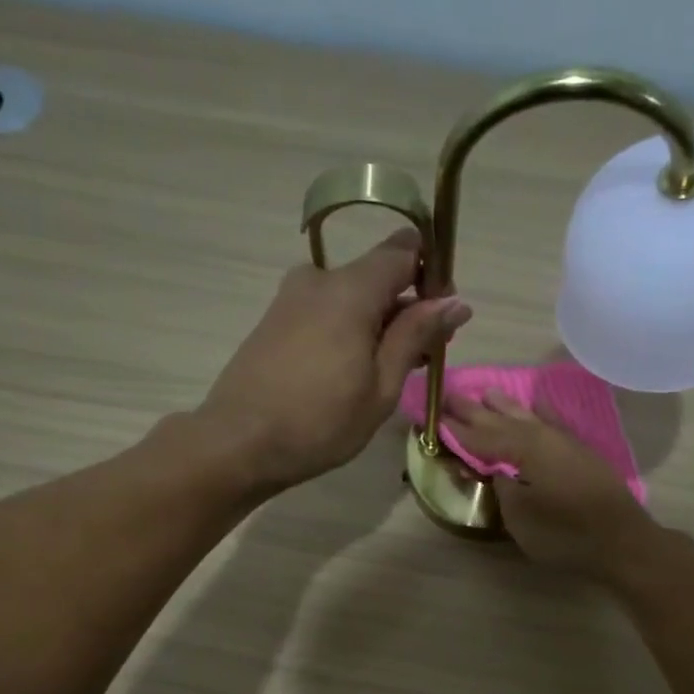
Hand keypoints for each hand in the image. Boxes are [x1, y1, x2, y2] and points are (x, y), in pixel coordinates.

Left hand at [197, 228, 471, 488]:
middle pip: (377, 275)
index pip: (403, 250)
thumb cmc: (320, 422)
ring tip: (388, 373)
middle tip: (423, 356)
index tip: (445, 316)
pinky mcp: (275, 320)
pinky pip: (326, 311)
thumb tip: (455, 301)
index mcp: (350, 288)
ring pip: (351, 296)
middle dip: (407, 306)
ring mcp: (291, 298)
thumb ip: (416, 336)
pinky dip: (349, 331)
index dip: (432, 274)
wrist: (239, 443)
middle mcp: (318, 279)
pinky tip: (352, 372)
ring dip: (378, 323)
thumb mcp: (380, 386)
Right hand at [444, 390, 655, 577]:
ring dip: (505, 406)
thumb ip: (502, 488)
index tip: (434, 417)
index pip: (481, 437)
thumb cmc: (565, 533)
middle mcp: (543, 437)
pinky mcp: (581, 454)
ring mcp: (566, 443)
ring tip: (486, 392)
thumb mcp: (520, 517)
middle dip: (475, 410)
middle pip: (502, 420)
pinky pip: (553, 424)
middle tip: (450, 395)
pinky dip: (541, 414)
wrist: (622, 542)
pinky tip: (537, 406)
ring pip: (528, 417)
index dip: (456, 430)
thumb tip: (497, 472)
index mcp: (524, 449)